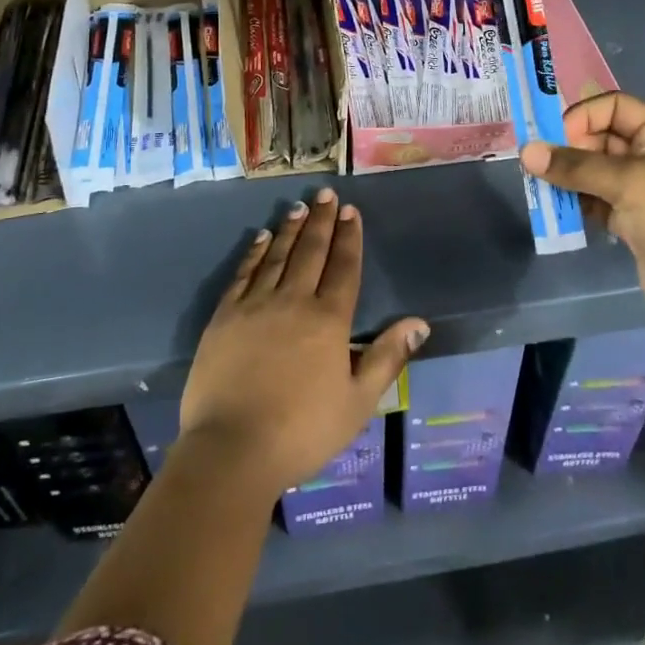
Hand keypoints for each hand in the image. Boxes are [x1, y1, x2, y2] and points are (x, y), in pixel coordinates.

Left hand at [181, 187, 427, 498]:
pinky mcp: (225, 316)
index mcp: (328, 320)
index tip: (351, 210)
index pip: (344, 267)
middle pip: (311, 251)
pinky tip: (262, 237)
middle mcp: (294, 301)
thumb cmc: (302, 431)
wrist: (231, 450)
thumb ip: (387, 358)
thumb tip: (419, 322)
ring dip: (291, 229)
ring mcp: (255, 305)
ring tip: (299, 206)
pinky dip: (255, 252)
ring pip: (278, 255)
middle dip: (321, 220)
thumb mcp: (357, 403)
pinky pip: (243, 273)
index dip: (349, 237)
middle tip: (326, 193)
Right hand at [520, 91, 644, 340]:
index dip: (583, 116)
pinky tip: (558, 209)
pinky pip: (594, 198)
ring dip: (567, 177)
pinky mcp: (629, 219)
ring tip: (542, 187)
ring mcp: (640, 189)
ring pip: (593, 170)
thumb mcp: (627, 183)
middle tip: (539, 165)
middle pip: (599, 137)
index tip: (555, 138)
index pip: (614, 107)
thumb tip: (525, 151)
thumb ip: (575, 166)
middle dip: (568, 148)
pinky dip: (575, 201)